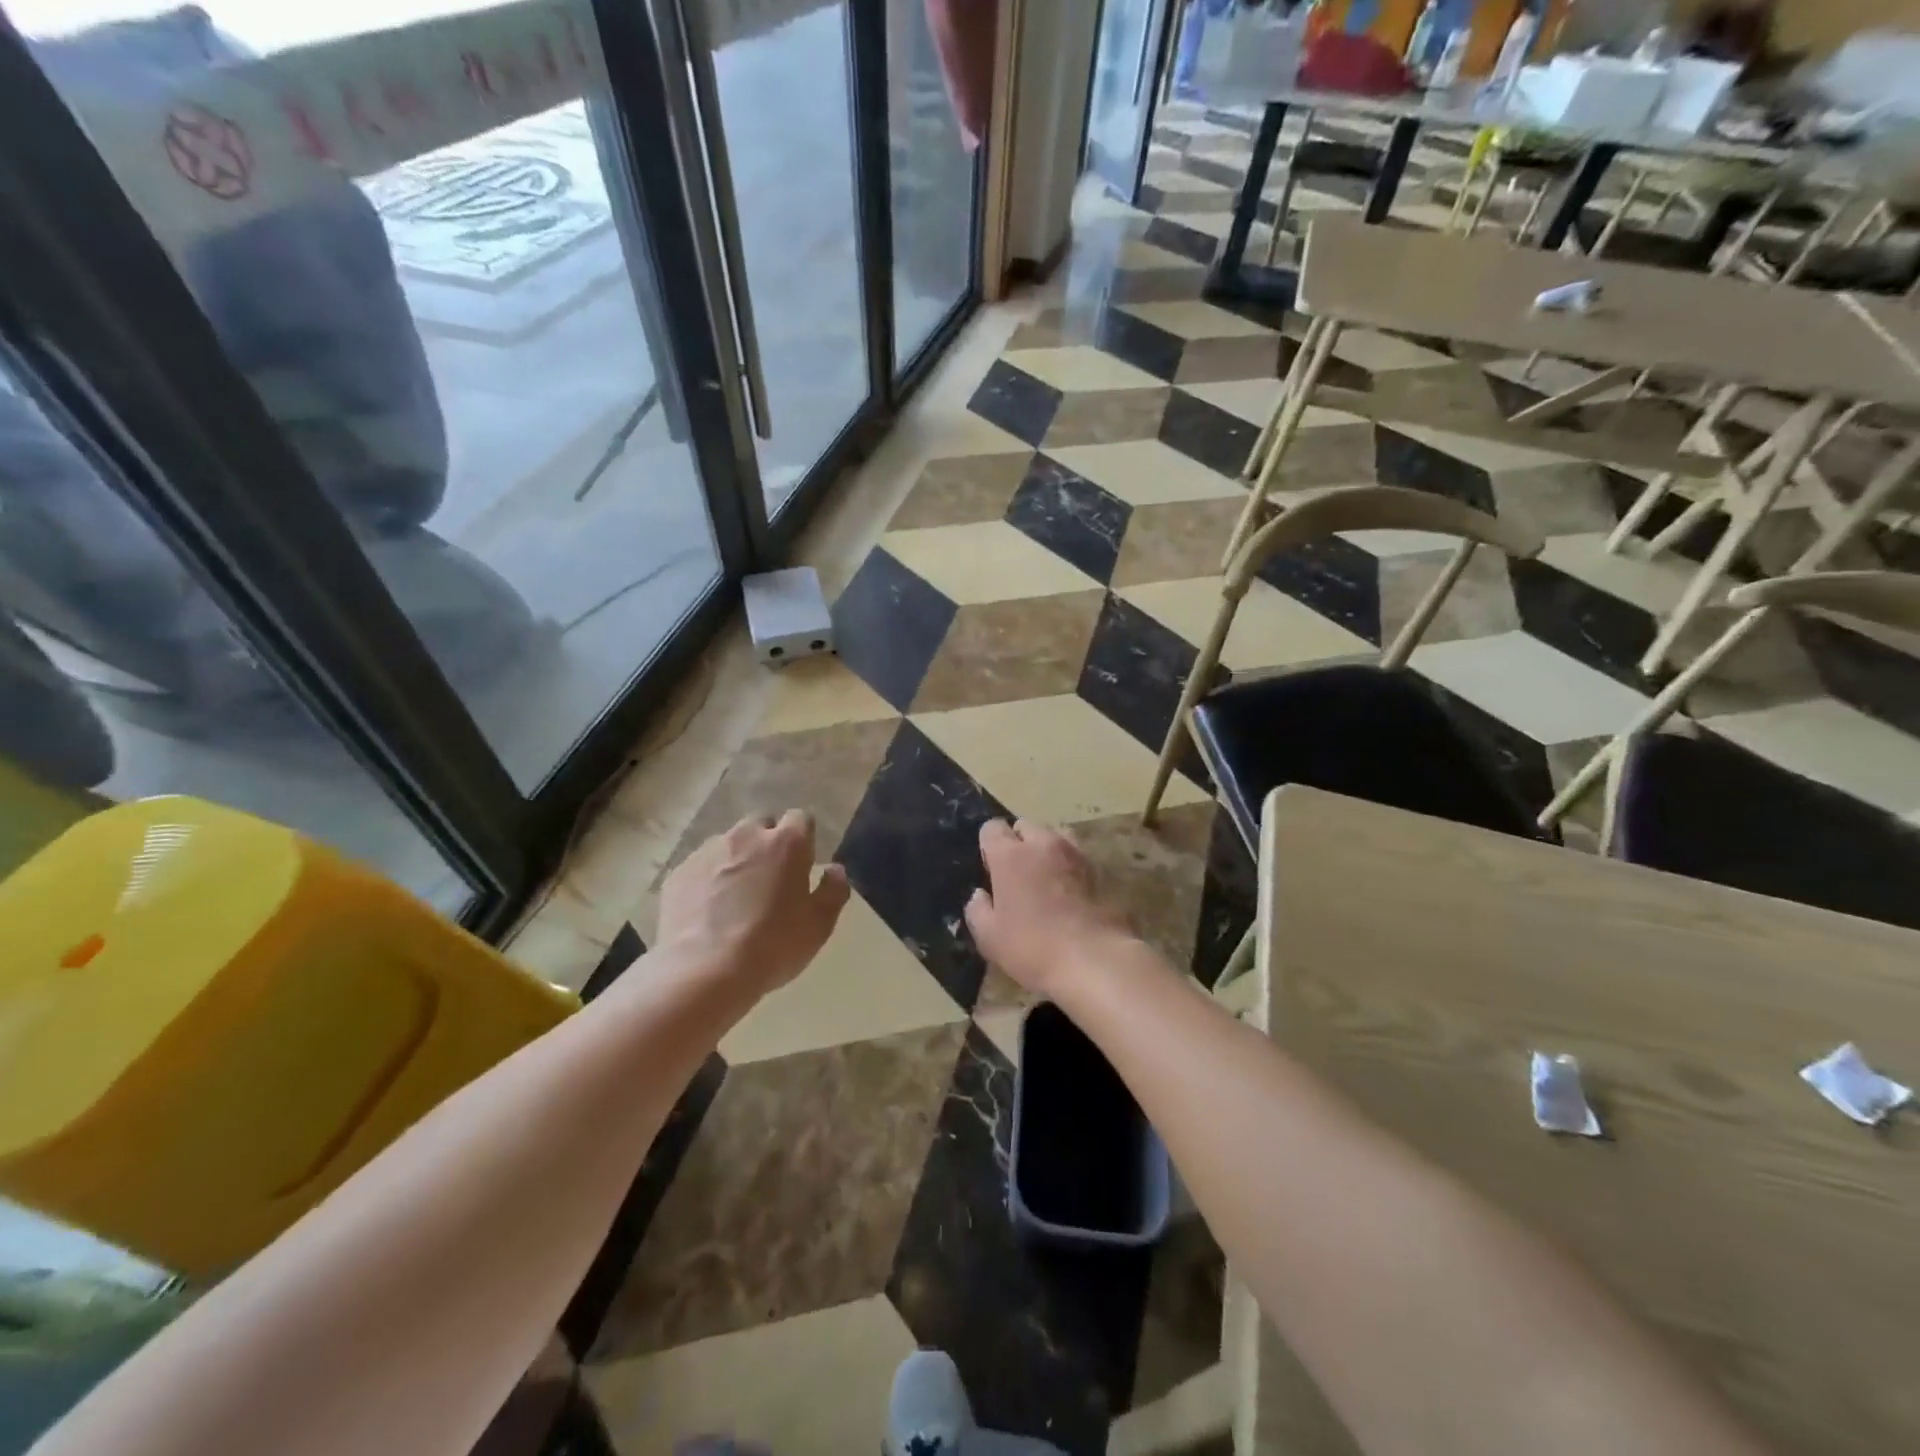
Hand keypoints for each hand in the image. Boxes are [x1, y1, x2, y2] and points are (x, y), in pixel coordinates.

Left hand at [655, 810, 849, 1000]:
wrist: (704, 971)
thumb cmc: (773, 945)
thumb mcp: (819, 925)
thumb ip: (833, 891)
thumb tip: (835, 870)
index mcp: (786, 843)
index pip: (801, 818)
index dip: (803, 837)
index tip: (803, 862)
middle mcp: (746, 836)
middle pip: (761, 824)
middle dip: (768, 842)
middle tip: (770, 878)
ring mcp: (707, 852)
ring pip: (728, 844)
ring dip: (736, 859)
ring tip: (735, 897)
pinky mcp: (679, 873)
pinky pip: (700, 867)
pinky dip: (707, 880)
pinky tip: (708, 911)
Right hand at [964, 819, 1137, 998]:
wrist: (1094, 960)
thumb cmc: (1032, 947)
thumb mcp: (989, 937)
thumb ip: (977, 909)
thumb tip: (980, 895)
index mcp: (1010, 855)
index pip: (992, 828)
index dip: (988, 846)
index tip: (990, 870)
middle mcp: (1042, 844)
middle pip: (1025, 826)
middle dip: (1017, 843)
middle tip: (1016, 875)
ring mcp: (1074, 853)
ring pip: (1054, 836)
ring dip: (1045, 850)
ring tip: (1045, 878)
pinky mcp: (1099, 869)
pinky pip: (1076, 856)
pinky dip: (1068, 866)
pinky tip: (1068, 892)